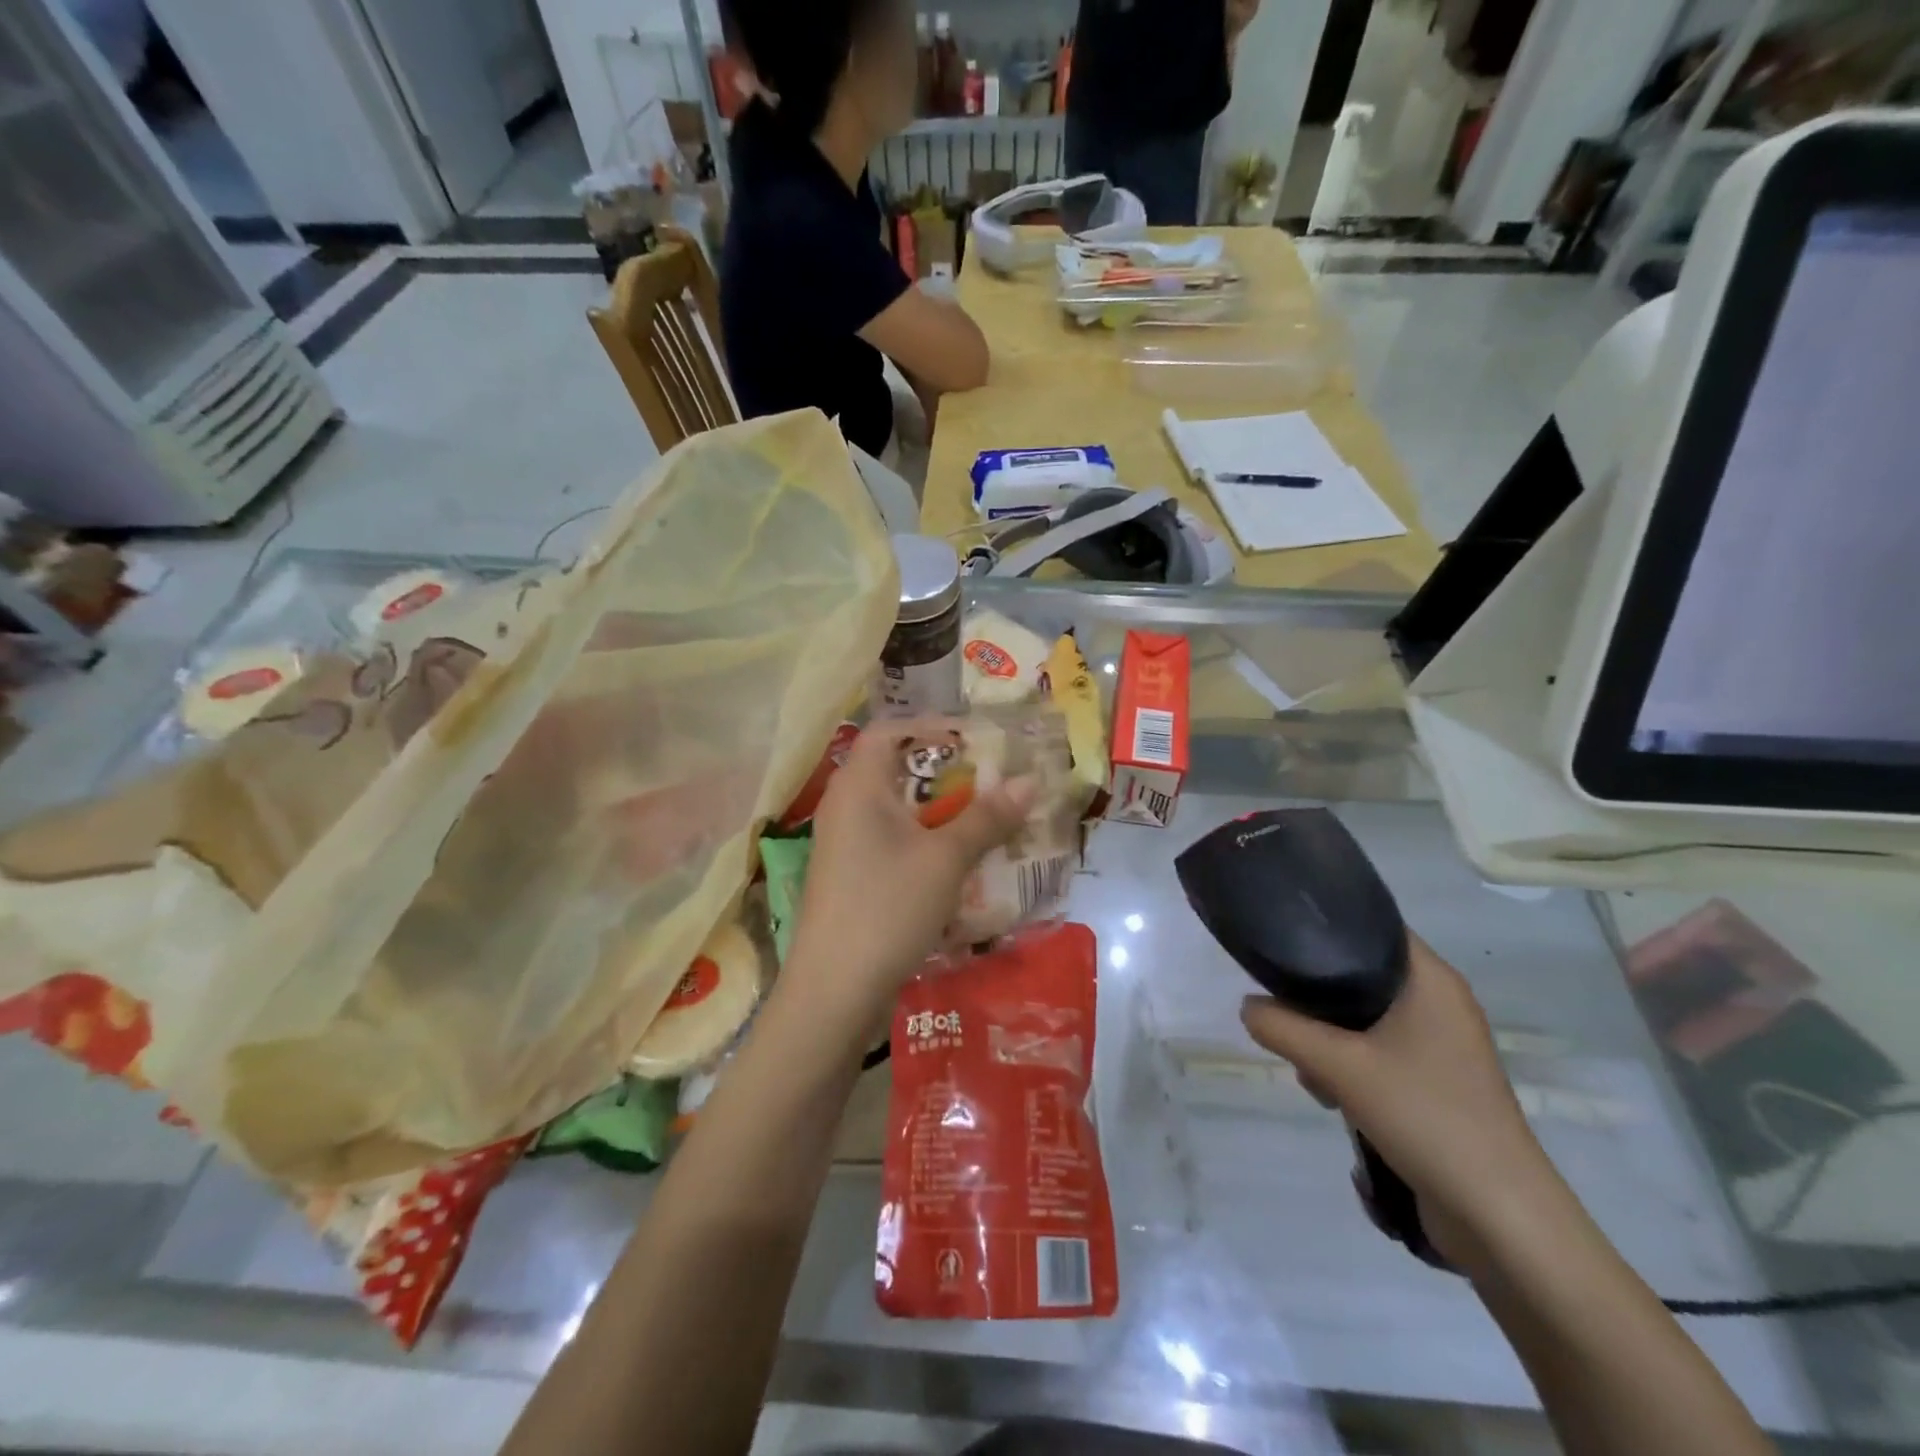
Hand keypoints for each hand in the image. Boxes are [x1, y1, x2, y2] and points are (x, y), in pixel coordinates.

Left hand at [787, 720, 1035, 1008]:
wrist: (834, 989)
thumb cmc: (888, 907)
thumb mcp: (945, 859)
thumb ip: (986, 818)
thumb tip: (1029, 782)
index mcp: (857, 786)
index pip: (888, 731)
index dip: (929, 726)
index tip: (972, 738)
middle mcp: (843, 806)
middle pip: (893, 769)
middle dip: (943, 772)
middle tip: (988, 779)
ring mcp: (841, 844)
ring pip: (893, 810)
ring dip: (936, 810)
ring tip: (980, 819)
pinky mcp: (846, 876)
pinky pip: (887, 840)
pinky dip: (920, 840)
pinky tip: (952, 862)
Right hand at [1240, 934, 1555, 1261]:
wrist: (1499, 1218)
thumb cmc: (1425, 1117)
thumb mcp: (1338, 1066)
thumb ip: (1282, 1028)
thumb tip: (1248, 1007)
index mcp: (1431, 981)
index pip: (1372, 927)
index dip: (1326, 927)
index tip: (1281, 940)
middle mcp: (1440, 1004)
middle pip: (1361, 975)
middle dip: (1318, 999)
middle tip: (1289, 1019)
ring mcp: (1442, 1047)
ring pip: (1365, 1019)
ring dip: (1330, 1040)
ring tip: (1313, 1073)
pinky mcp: (1438, 1084)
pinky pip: (1379, 1053)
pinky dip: (1351, 1066)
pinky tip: (1335, 1098)